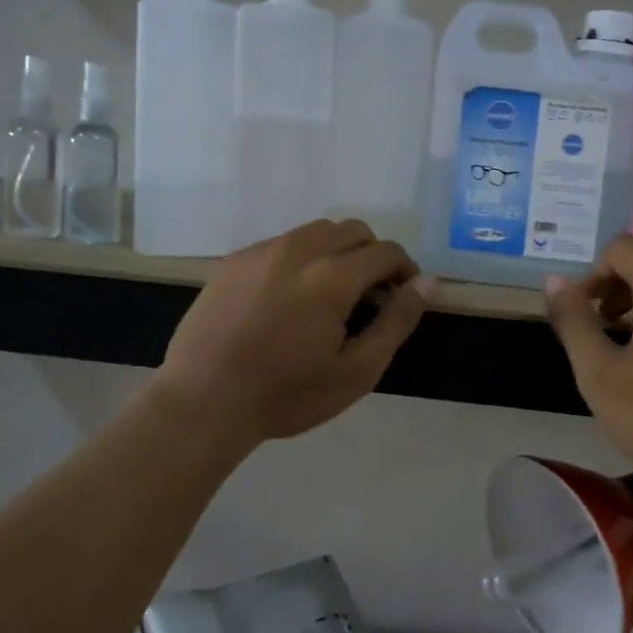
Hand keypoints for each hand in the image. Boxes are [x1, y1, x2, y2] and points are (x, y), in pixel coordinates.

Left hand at [154, 220, 436, 443]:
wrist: (204, 401)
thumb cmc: (287, 395)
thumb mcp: (356, 372)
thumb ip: (396, 322)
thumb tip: (428, 282)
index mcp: (333, 276)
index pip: (385, 251)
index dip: (404, 270)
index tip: (401, 296)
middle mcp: (298, 249)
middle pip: (352, 230)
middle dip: (372, 255)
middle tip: (369, 296)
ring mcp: (262, 251)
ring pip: (315, 231)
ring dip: (336, 251)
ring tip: (330, 294)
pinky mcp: (234, 261)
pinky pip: (281, 243)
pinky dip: (301, 257)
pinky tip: (289, 297)